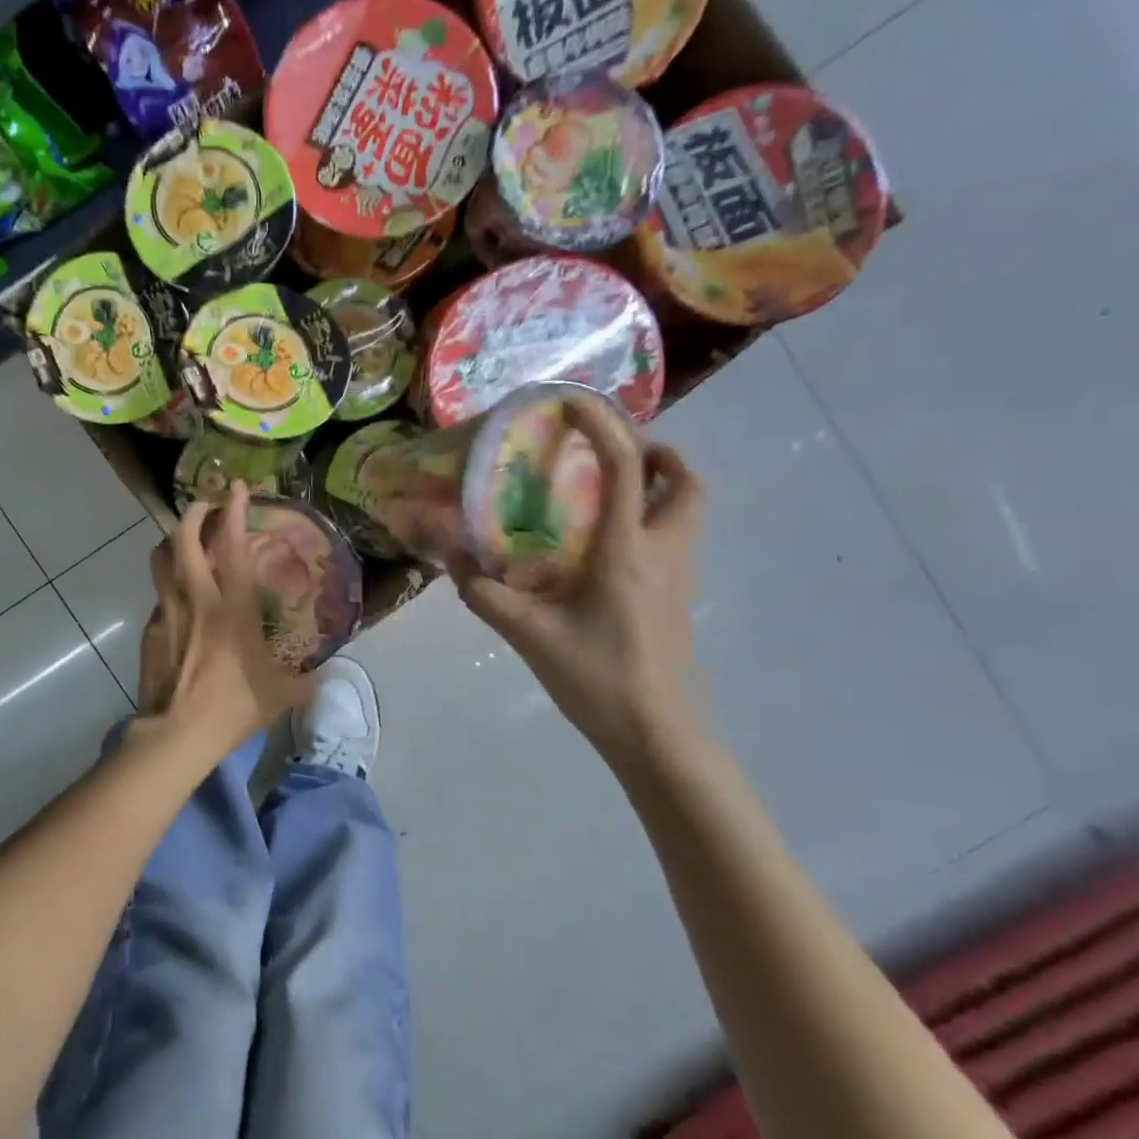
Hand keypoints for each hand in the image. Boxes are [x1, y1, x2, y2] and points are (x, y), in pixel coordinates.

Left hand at [135, 482, 310, 759]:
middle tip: (206, 504)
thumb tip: (323, 676)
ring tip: (185, 540)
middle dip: (193, 513)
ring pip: (161, 560)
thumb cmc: (233, 707)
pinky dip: (169, 586)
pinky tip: (180, 601)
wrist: (177, 735)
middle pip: (183, 539)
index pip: (231, 545)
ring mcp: (167, 612)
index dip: (233, 510)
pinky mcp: (151, 631)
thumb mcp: (281, 694)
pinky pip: (159, 596)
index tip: (237, 487)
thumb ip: (305, 680)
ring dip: (173, 541)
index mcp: (232, 606)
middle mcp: (196, 598)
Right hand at [450, 395, 705, 773]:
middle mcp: (663, 551)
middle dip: (655, 452)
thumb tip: (449, 558)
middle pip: (685, 482)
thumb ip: (484, 593)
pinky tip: (606, 544)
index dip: (602, 425)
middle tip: (608, 453)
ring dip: (659, 483)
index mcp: (627, 550)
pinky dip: (652, 517)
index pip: (627, 466)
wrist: (657, 735)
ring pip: (688, 509)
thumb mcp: (528, 634)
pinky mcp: (678, 597)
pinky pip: (675, 537)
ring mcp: (678, 576)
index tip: (570, 403)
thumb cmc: (597, 678)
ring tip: (607, 489)